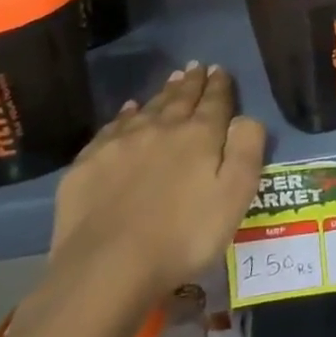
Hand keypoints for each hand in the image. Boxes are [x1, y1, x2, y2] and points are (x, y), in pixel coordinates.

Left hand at [49, 64, 265, 302]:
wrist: (106, 269)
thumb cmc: (183, 236)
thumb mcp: (236, 195)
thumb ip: (246, 149)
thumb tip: (245, 117)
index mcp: (199, 135)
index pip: (214, 101)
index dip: (219, 84)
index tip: (220, 69)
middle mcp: (161, 128)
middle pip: (180, 98)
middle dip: (191, 82)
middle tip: (196, 67)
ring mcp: (121, 144)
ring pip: (147, 108)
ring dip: (162, 94)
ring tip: (171, 81)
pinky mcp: (88, 164)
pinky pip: (112, 128)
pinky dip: (125, 115)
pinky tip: (128, 111)